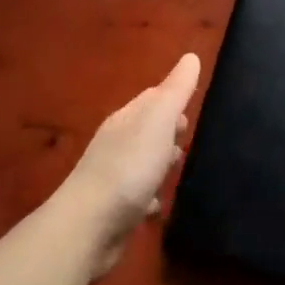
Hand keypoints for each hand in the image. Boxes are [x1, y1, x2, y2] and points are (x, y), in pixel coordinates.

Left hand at [56, 53, 200, 278]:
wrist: (89, 228)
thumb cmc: (130, 167)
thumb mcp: (159, 121)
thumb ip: (176, 90)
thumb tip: (191, 56)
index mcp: (127, 118)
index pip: (152, 98)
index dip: (173, 99)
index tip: (195, 107)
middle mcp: (117, 143)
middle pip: (148, 129)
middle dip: (170, 132)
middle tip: (190, 140)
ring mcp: (113, 177)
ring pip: (143, 162)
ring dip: (161, 164)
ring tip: (180, 171)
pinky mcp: (114, 209)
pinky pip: (138, 195)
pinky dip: (151, 196)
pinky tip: (159, 205)